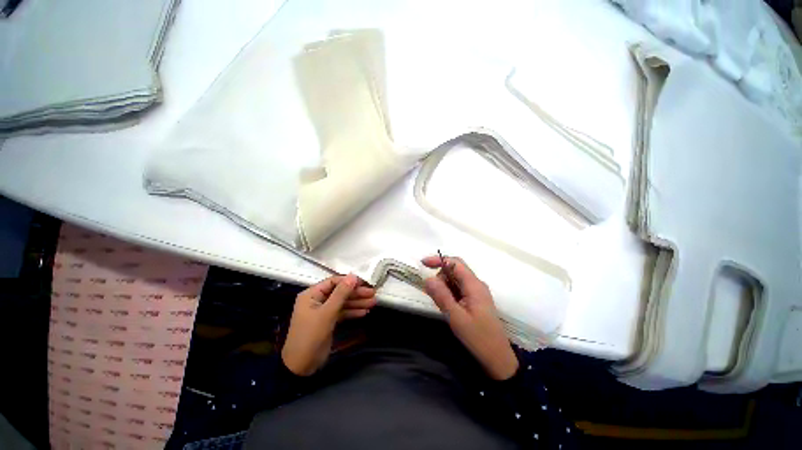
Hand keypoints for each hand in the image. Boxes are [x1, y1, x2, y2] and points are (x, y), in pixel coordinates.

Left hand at [282, 274, 375, 375]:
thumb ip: (341, 293)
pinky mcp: (328, 321)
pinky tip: (364, 312)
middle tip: (372, 294)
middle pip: (340, 292)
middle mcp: (317, 300)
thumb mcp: (327, 313)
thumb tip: (353, 276)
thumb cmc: (311, 335)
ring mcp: (323, 311)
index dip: (349, 281)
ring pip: (343, 302)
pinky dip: (352, 312)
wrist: (301, 366)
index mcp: (312, 294)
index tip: (365, 282)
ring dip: (357, 302)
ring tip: (373, 303)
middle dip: (356, 293)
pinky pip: (342, 312)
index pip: (333, 282)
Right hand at [422, 256, 518, 380]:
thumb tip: (428, 278)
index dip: (439, 260)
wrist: (497, 358)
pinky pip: (459, 289)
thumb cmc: (477, 337)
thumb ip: (441, 296)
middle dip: (441, 277)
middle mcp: (477, 284)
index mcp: (474, 285)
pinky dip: (450, 293)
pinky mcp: (476, 300)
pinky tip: (449, 307)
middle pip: (455, 270)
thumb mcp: (455, 317)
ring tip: (442, 305)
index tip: (423, 264)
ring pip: (456, 280)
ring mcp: (477, 292)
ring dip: (445, 286)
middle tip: (433, 294)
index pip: (455, 262)